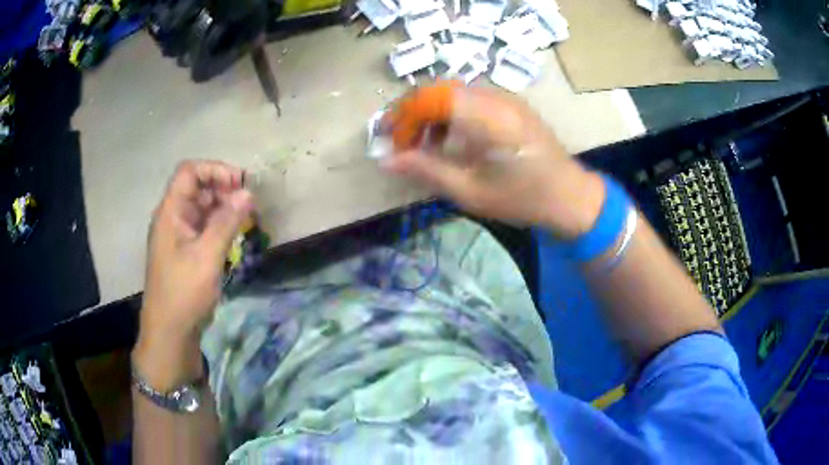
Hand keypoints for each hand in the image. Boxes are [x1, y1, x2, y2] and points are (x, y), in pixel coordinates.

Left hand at [134, 161, 253, 389]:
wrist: (170, 333)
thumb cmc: (184, 293)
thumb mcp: (207, 256)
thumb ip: (227, 222)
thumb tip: (248, 193)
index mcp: (170, 212)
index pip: (190, 172)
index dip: (215, 170)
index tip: (240, 184)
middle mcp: (172, 218)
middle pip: (197, 188)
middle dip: (223, 189)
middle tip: (248, 204)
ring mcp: (178, 235)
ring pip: (202, 208)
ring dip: (224, 208)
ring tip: (246, 220)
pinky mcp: (185, 252)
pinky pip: (203, 228)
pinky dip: (220, 226)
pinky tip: (234, 236)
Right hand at [383, 86, 604, 238]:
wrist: (570, 197)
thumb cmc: (522, 199)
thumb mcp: (470, 191)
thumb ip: (426, 169)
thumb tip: (385, 159)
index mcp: (486, 116)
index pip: (429, 98)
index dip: (402, 117)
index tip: (389, 143)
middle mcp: (495, 97)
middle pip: (438, 89)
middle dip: (412, 113)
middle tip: (400, 142)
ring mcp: (505, 97)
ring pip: (453, 92)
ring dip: (431, 113)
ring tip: (424, 145)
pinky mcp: (511, 104)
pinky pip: (471, 98)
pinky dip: (452, 113)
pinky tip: (452, 139)